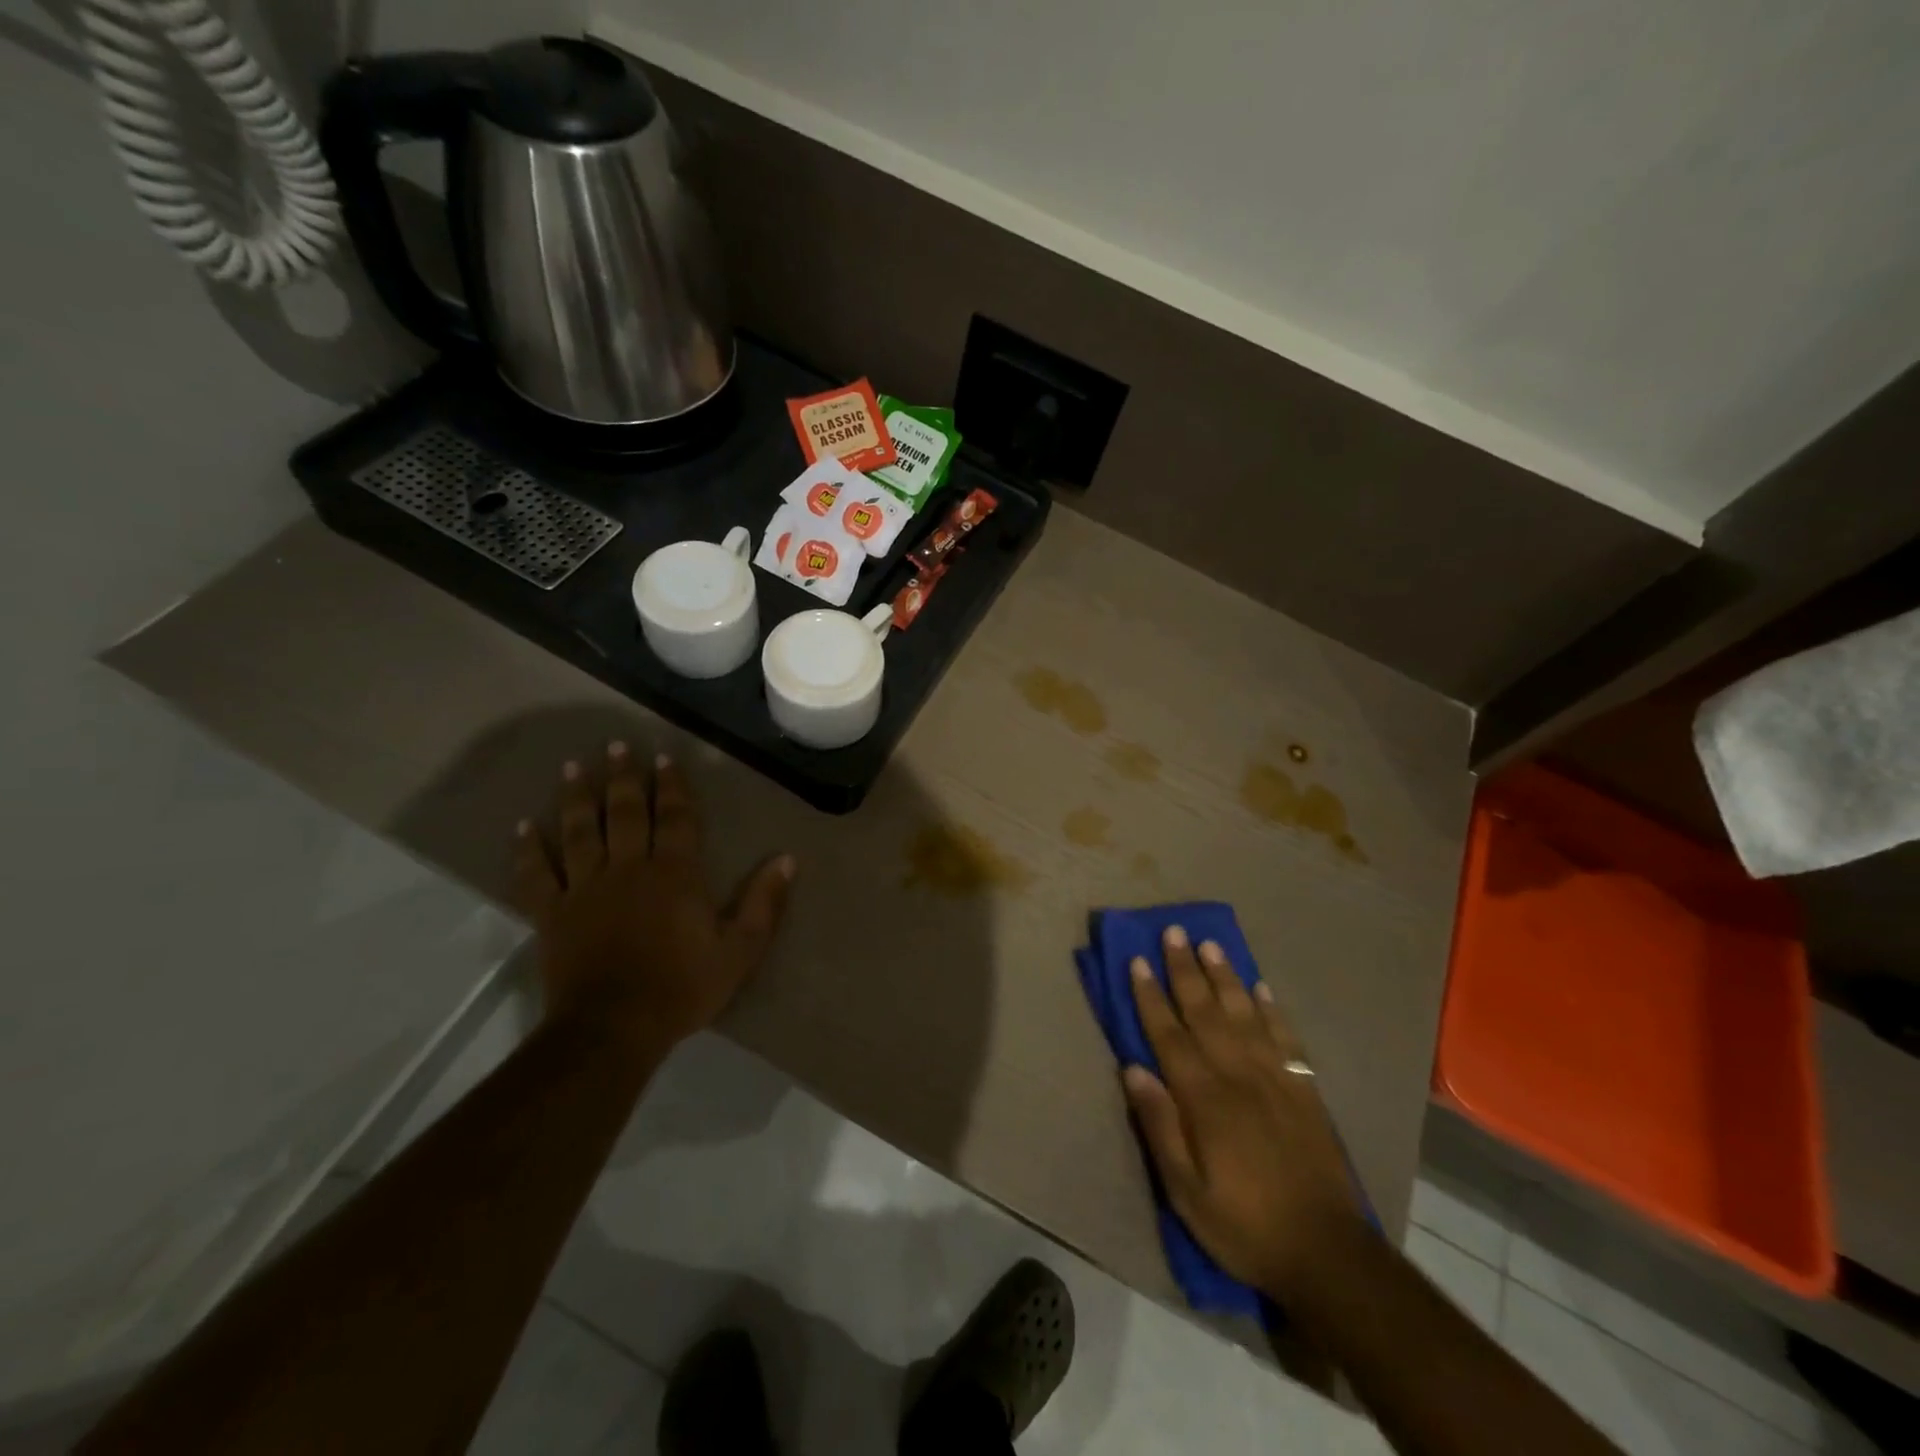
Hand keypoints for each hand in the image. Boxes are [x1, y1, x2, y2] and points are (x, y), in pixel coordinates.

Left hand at [510, 743, 793, 1047]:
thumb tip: (787, 859)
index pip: (674, 818)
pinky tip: (522, 827)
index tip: (664, 758)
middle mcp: (628, 869)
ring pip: (579, 832)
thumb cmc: (682, 987)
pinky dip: (528, 850)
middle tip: (615, 746)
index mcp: (674, 874)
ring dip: (575, 798)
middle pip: (623, 813)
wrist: (613, 1029)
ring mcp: (585, 889)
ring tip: (571, 767)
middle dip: (621, 777)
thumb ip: (764, 902)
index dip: (671, 787)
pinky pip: (536, 875)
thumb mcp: (739, 950)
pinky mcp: (552, 914)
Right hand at [1125, 926, 1362, 1301]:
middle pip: (1206, 1012)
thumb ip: (1159, 1126)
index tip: (1136, 960)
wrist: (1327, 1253)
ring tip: (1211, 944)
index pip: (1169, 1035)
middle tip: (1173, 931)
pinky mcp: (1305, 1090)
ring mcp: (1276, 1079)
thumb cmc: (1243, 1224)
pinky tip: (1262, 987)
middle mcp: (1239, 1076)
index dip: (1150, 996)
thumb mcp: (1185, 1191)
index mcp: (1205, 1099)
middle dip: (1185, 970)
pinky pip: (1286, 1038)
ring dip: (1225, 977)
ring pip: (1245, 1014)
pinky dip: (1272, 1009)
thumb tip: (1132, 1068)